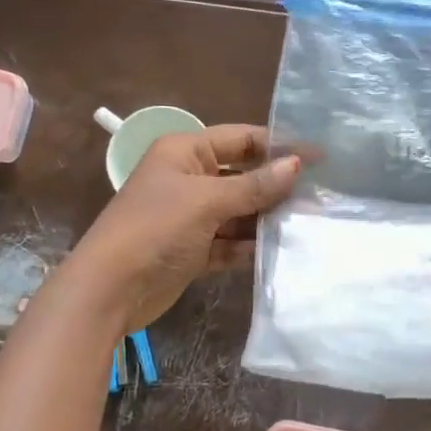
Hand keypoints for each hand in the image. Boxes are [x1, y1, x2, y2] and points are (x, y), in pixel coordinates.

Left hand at [62, 124, 300, 332]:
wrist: (109, 291)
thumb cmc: (155, 229)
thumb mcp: (206, 201)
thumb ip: (254, 185)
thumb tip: (296, 165)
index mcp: (185, 151)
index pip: (242, 139)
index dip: (279, 146)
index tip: (320, 157)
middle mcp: (189, 177)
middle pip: (243, 175)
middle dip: (277, 186)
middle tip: (321, 195)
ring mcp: (191, 215)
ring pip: (240, 210)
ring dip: (267, 218)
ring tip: (309, 224)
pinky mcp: (194, 249)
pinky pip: (230, 241)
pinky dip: (251, 246)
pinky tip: (281, 251)